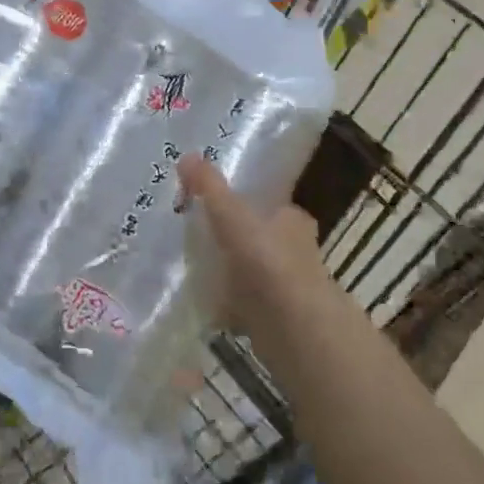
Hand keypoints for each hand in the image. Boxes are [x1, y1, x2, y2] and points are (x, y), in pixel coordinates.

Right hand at [179, 154, 334, 342]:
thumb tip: (186, 155)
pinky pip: (249, 306)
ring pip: (257, 274)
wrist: (294, 329)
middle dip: (240, 241)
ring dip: (235, 274)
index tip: (223, 208)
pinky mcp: (278, 320)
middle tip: (204, 238)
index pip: (275, 206)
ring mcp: (289, 289)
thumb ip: (209, 187)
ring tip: (199, 270)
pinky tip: (208, 306)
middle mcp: (297, 251)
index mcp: (293, 220)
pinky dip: (232, 306)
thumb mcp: (231, 215)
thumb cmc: (267, 261)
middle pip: (264, 240)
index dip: (252, 205)